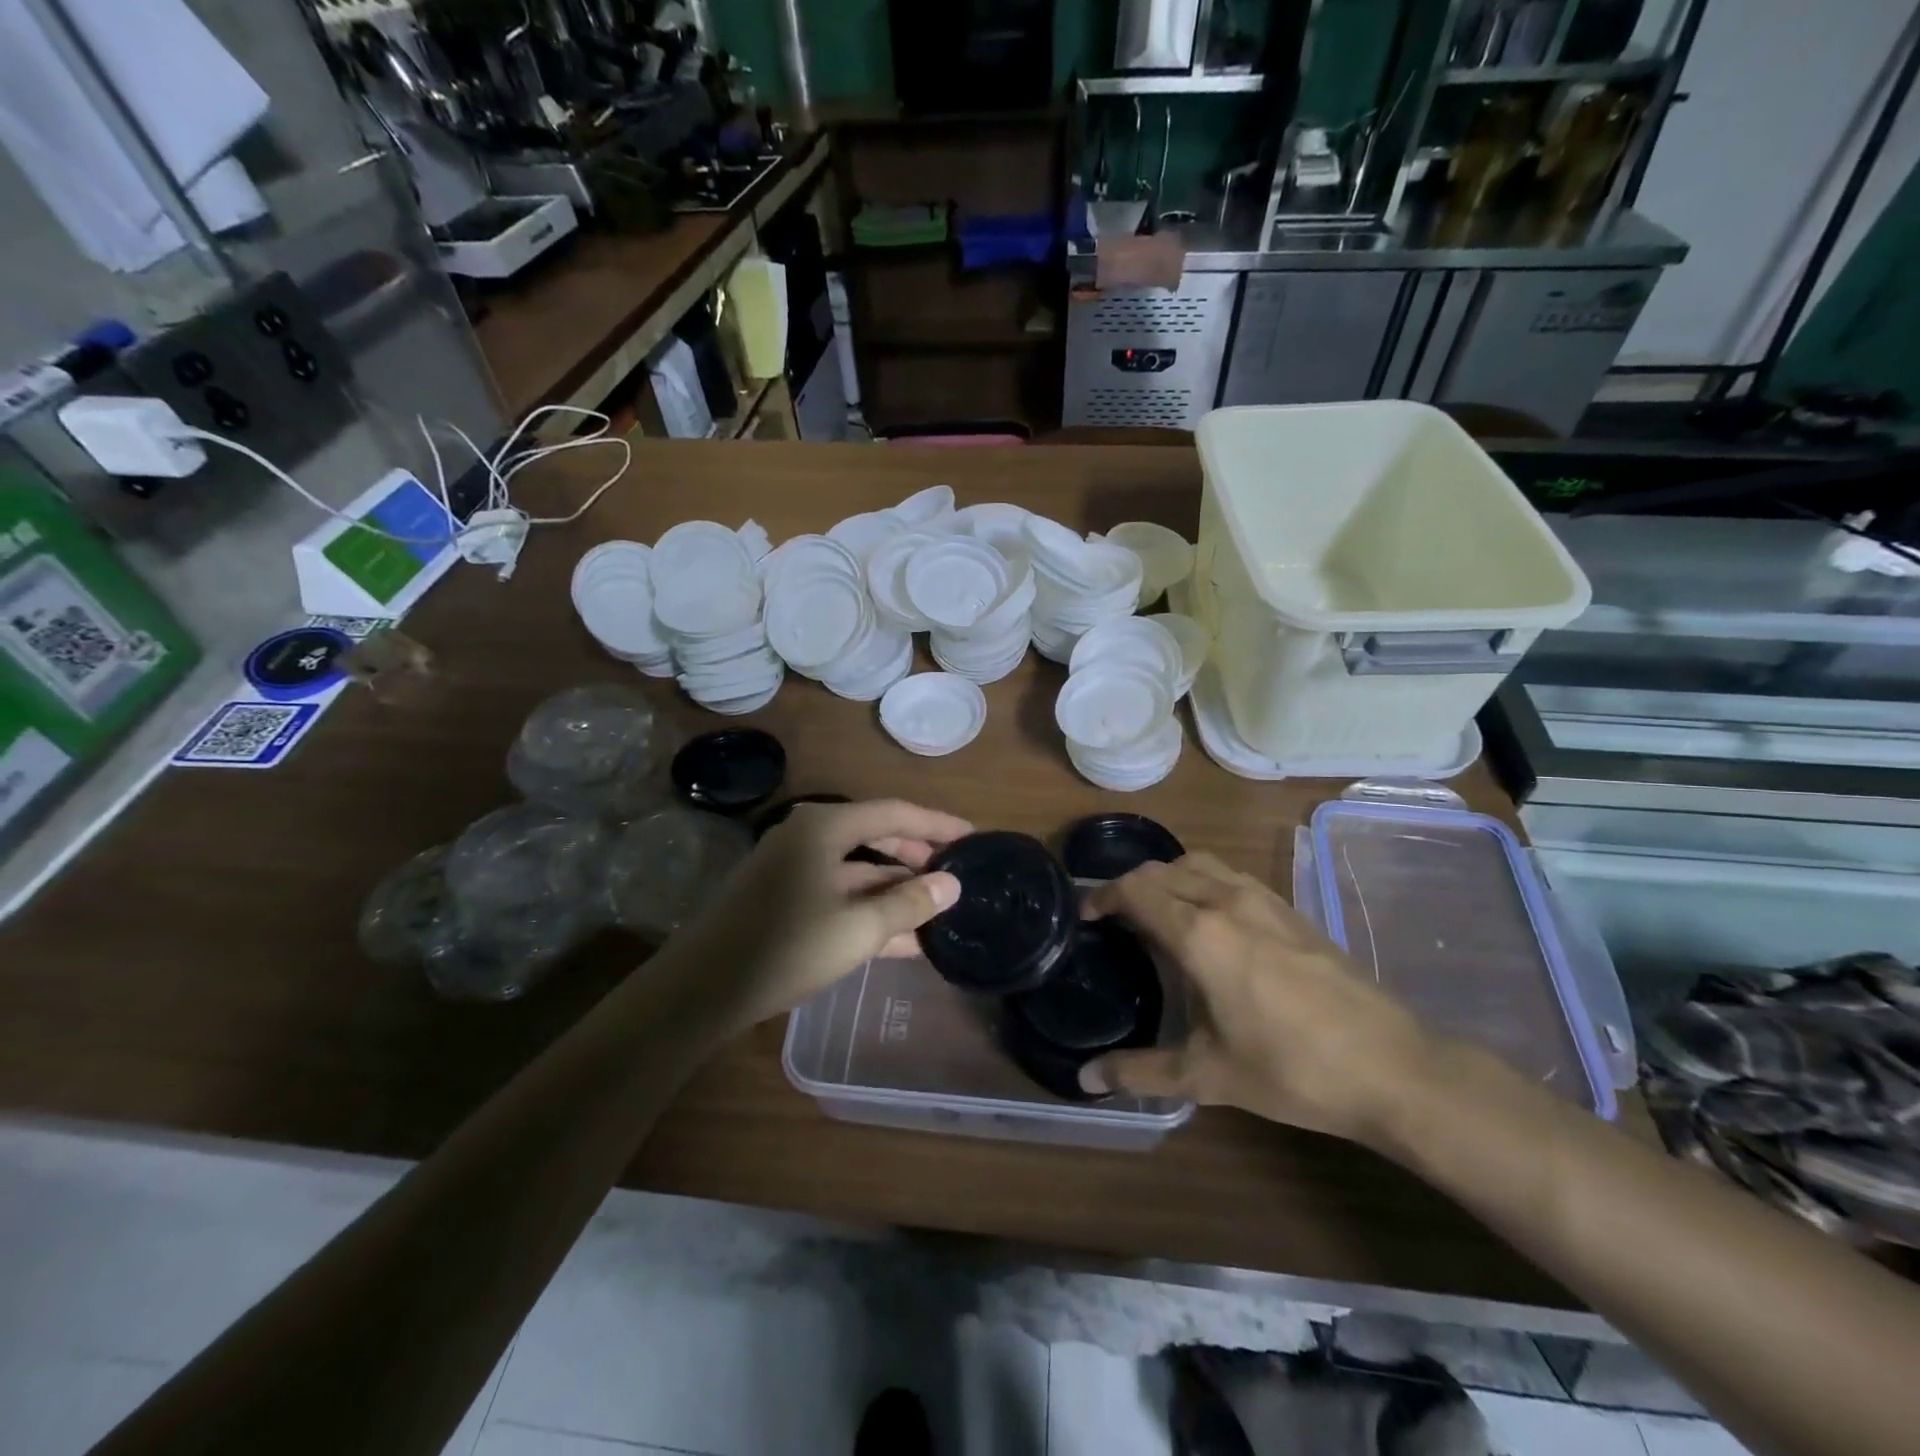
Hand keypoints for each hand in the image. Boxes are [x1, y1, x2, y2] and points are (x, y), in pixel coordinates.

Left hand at [663, 798, 969, 1030]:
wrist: (702, 990)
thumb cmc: (786, 947)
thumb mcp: (858, 928)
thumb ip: (909, 903)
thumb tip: (952, 884)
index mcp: (825, 827)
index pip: (894, 813)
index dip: (937, 825)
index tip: (972, 837)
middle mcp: (808, 837)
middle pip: (876, 837)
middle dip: (917, 859)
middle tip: (956, 876)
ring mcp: (793, 868)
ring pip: (859, 872)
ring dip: (896, 892)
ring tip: (938, 912)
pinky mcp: (784, 899)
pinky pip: (839, 895)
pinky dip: (870, 912)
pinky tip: (903, 940)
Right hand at [1078, 853, 1435, 1144]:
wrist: (1393, 1068)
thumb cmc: (1293, 1070)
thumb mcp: (1209, 1076)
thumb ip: (1141, 1071)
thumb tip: (1086, 1079)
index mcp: (1200, 934)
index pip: (1136, 890)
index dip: (1103, 896)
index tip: (1086, 918)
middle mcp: (1227, 902)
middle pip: (1163, 869)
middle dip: (1130, 885)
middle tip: (1114, 918)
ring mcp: (1264, 901)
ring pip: (1200, 864)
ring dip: (1168, 877)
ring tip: (1158, 912)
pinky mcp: (1292, 910)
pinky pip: (1231, 876)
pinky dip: (1203, 882)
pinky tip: (1211, 922)